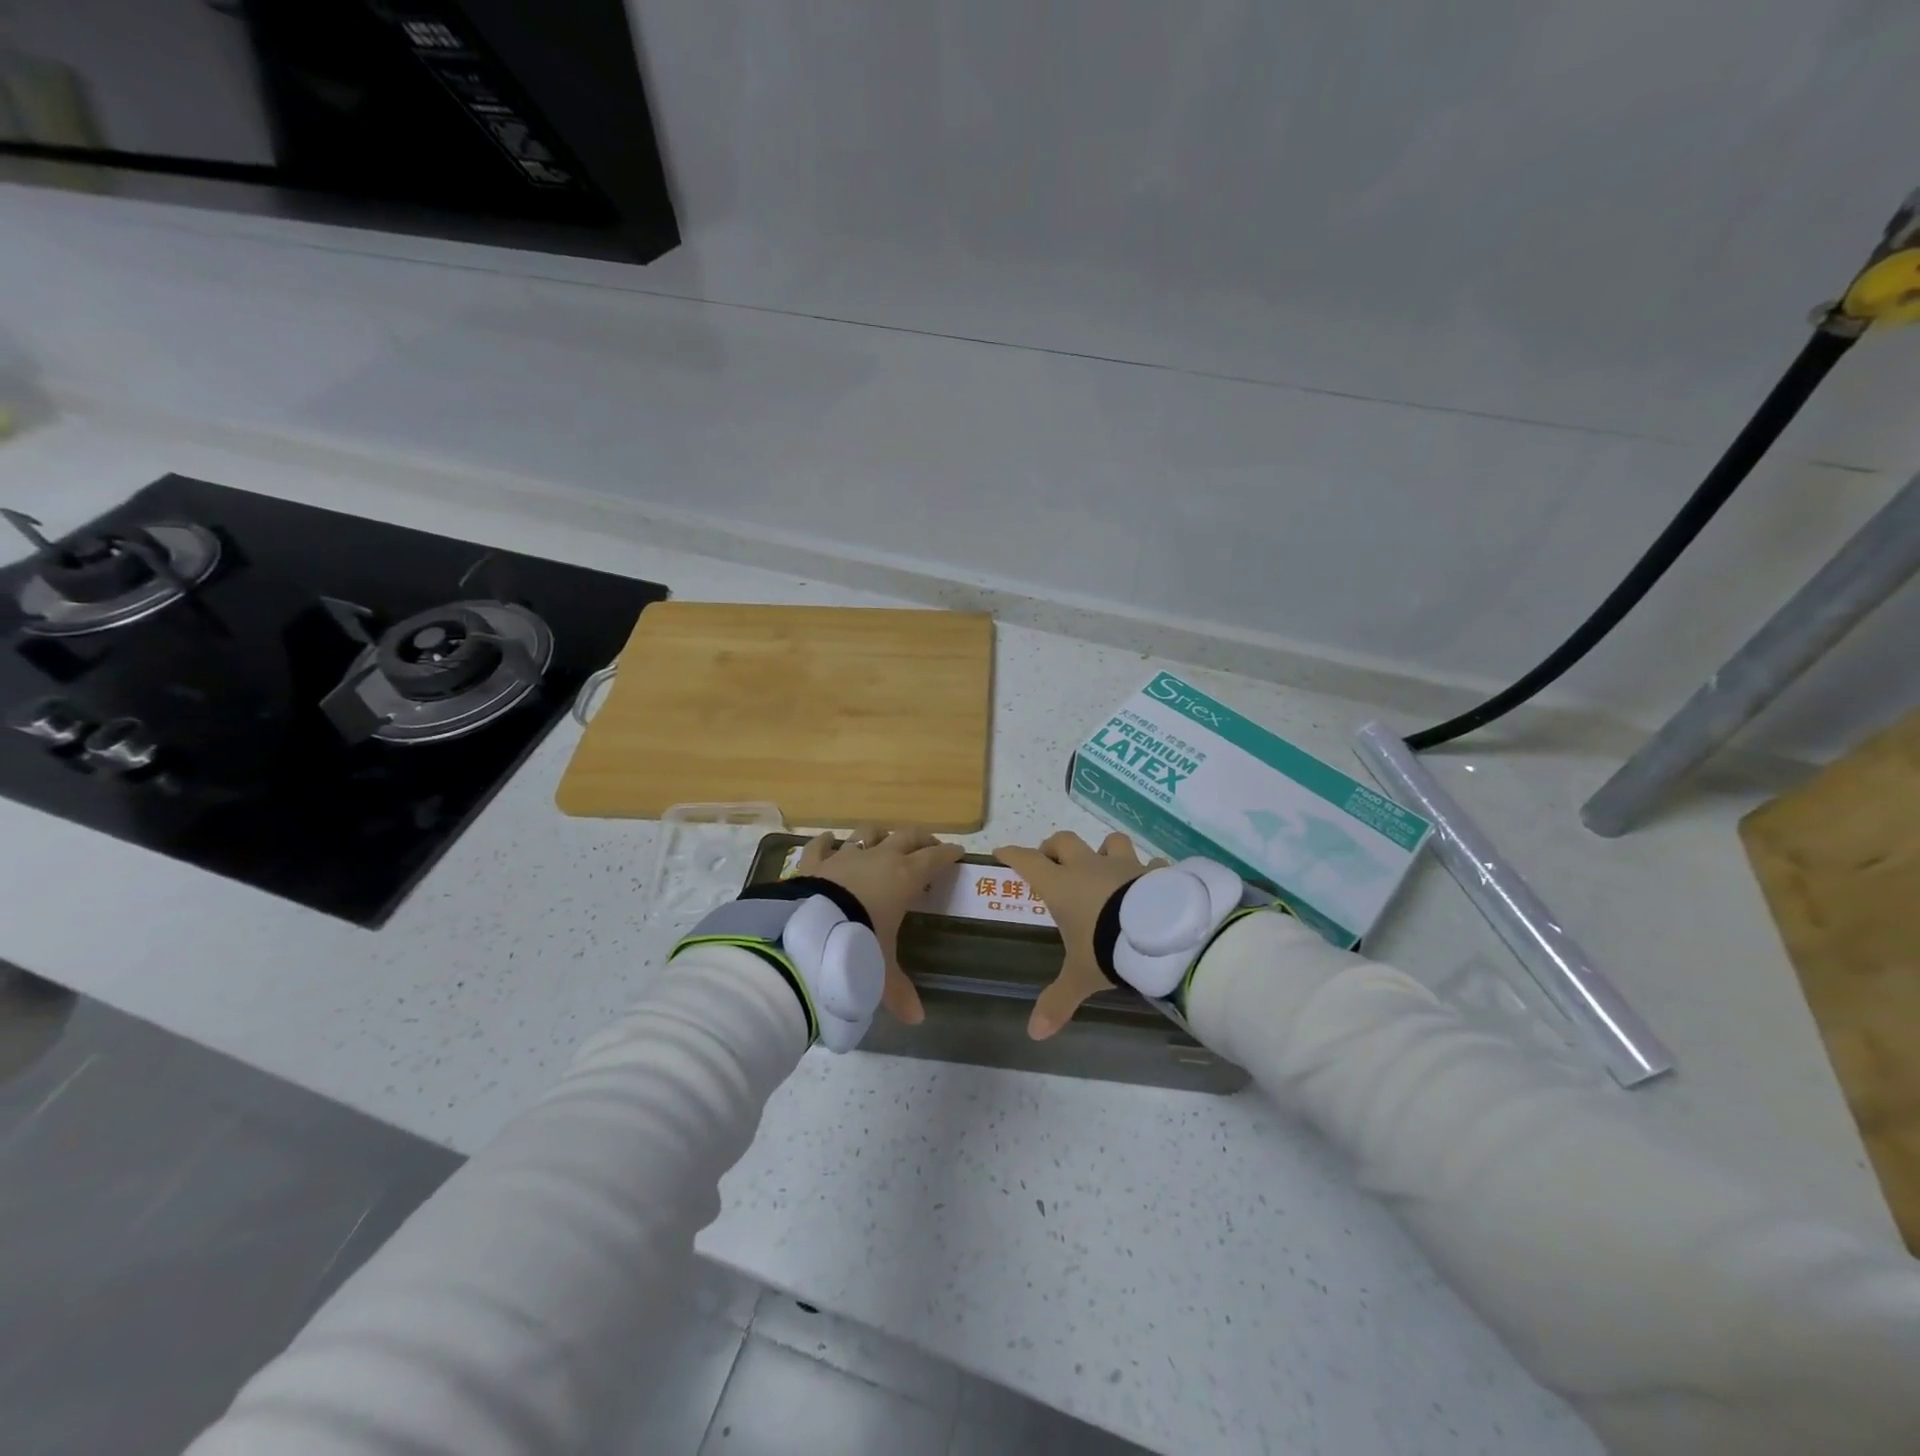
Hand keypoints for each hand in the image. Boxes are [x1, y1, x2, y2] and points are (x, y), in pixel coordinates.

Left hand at [797, 825, 964, 1025]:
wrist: (809, 931)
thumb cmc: (858, 944)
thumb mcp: (882, 970)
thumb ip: (898, 992)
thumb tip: (916, 1019)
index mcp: (905, 878)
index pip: (934, 859)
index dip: (948, 854)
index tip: (958, 852)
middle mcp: (879, 858)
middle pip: (907, 836)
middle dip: (922, 838)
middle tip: (929, 845)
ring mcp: (845, 856)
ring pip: (868, 832)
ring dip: (880, 833)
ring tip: (884, 838)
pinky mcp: (815, 861)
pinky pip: (822, 844)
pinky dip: (827, 841)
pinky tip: (829, 840)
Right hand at [994, 831, 1163, 1039]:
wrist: (1160, 934)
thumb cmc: (1108, 947)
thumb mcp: (1080, 976)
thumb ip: (1058, 1000)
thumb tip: (1034, 1033)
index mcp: (1062, 886)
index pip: (1029, 862)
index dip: (1013, 855)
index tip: (1002, 851)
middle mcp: (1090, 867)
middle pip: (1065, 842)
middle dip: (1053, 847)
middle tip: (1050, 860)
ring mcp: (1124, 865)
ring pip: (1110, 842)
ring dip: (1103, 849)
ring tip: (1103, 863)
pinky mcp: (1155, 871)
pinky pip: (1151, 864)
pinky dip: (1148, 871)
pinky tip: (1151, 881)